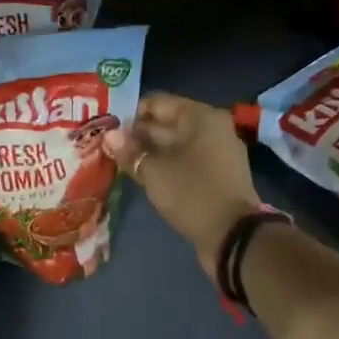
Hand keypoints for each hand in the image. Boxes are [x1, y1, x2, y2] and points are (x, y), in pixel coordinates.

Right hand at [104, 93, 260, 279]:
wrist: (233, 236)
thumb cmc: (192, 194)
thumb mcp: (155, 172)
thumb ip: (131, 152)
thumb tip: (109, 136)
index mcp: (201, 117)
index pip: (158, 103)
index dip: (130, 113)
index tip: (107, 126)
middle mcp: (211, 129)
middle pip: (166, 124)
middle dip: (137, 134)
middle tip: (105, 144)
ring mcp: (215, 153)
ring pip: (174, 145)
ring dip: (148, 152)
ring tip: (117, 160)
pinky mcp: (215, 175)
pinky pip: (184, 162)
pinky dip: (164, 166)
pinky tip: (140, 175)